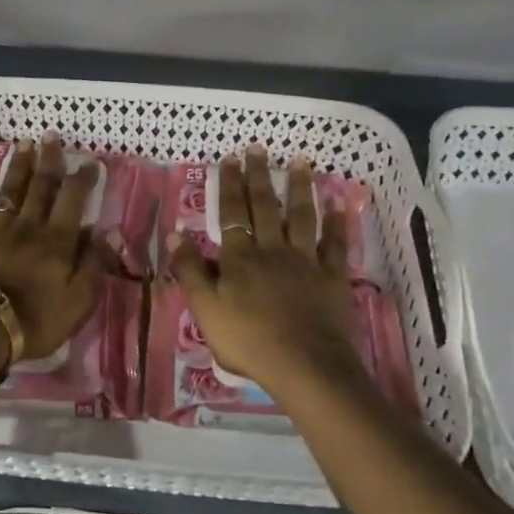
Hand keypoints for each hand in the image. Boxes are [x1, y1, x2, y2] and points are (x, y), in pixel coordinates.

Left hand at [0, 137, 111, 363]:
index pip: (73, 201)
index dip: (82, 179)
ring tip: (24, 143)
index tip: (90, 161)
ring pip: (9, 191)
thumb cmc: (34, 322)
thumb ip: (94, 264)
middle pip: (40, 187)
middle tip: (51, 135)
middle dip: (48, 160)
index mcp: (57, 242)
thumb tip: (109, 231)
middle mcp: (28, 227)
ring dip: (18, 166)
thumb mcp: (78, 302)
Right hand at [167, 147, 365, 398]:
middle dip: (260, 175)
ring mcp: (306, 261)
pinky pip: (335, 243)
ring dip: (301, 187)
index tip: (230, 158)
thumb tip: (174, 234)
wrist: (304, 366)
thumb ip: (190, 271)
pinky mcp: (332, 277)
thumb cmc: (248, 341)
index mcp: (240, 257)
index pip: (232, 212)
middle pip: (265, 206)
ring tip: (300, 161)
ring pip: (302, 216)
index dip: (230, 184)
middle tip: (259, 147)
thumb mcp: (206, 310)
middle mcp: (272, 249)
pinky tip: (339, 201)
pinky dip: (338, 221)